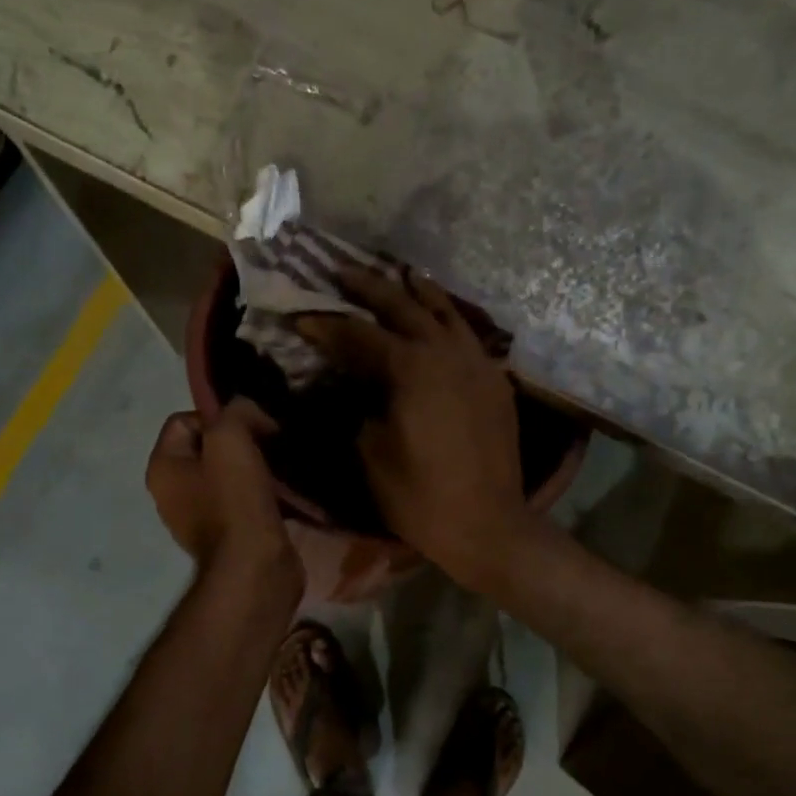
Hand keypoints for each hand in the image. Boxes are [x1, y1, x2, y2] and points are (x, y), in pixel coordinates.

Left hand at [146, 399, 301, 591]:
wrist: (255, 567)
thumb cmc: (235, 500)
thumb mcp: (231, 438)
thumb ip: (236, 411)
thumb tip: (250, 414)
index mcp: (162, 467)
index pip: (184, 419)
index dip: (219, 416)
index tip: (252, 428)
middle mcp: (172, 492)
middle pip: (208, 447)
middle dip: (241, 441)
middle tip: (270, 445)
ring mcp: (199, 517)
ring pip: (228, 473)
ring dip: (255, 467)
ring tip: (280, 468)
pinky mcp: (227, 535)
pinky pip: (243, 500)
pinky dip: (262, 493)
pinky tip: (283, 493)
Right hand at [298, 267, 530, 588]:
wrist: (487, 524)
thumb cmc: (419, 495)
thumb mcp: (370, 452)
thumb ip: (356, 407)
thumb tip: (349, 386)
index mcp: (411, 368)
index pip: (359, 335)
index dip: (325, 325)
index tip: (299, 317)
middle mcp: (447, 353)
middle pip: (404, 306)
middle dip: (370, 288)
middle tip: (342, 272)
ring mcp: (477, 363)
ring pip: (447, 313)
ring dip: (419, 293)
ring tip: (401, 275)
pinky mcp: (496, 381)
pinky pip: (470, 337)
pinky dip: (450, 321)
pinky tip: (442, 320)